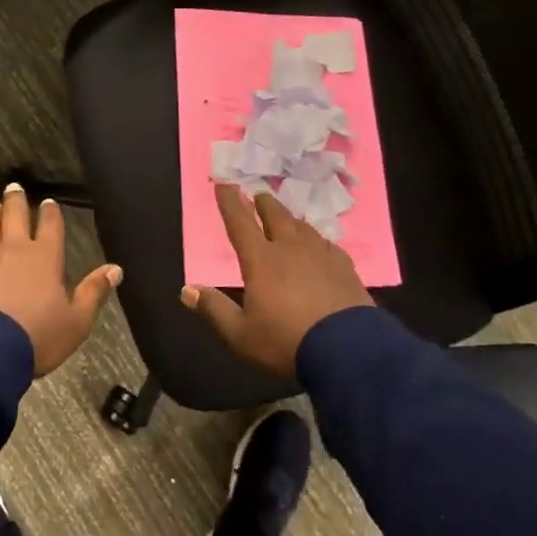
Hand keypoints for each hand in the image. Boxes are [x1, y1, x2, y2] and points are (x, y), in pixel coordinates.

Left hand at [0, 183, 121, 376]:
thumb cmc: (37, 337)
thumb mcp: (77, 321)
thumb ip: (94, 292)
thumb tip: (116, 269)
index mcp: (46, 257)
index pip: (50, 226)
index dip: (50, 212)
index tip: (48, 203)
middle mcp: (14, 249)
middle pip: (15, 216)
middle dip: (16, 201)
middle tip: (13, 187)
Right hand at [181, 183, 371, 379]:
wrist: (349, 352)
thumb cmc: (286, 342)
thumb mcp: (241, 334)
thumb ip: (214, 309)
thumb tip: (187, 290)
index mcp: (261, 260)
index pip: (240, 223)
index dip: (230, 202)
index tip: (224, 184)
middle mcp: (291, 249)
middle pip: (276, 216)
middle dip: (264, 203)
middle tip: (259, 196)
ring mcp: (321, 255)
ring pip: (303, 227)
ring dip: (290, 219)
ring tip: (286, 219)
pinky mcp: (345, 268)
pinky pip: (327, 243)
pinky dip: (316, 239)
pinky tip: (319, 246)